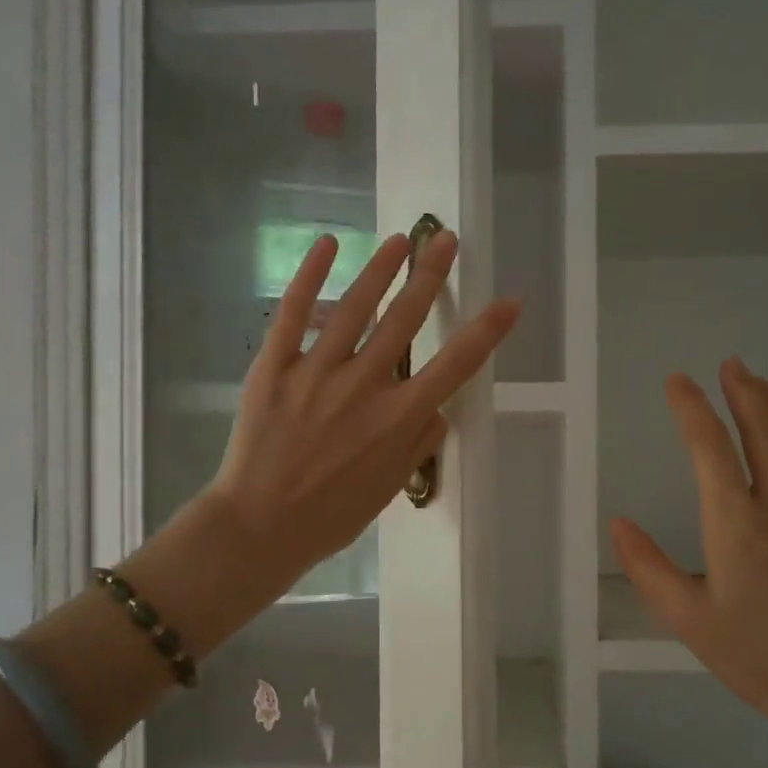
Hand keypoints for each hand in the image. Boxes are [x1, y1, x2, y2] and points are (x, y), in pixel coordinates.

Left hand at [205, 228, 519, 595]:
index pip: (455, 366)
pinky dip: (310, 275)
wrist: (259, 528)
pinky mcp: (274, 367)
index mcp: (397, 419)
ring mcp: (316, 372)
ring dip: (381, 268)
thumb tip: (439, 410)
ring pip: (355, 306)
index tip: (509, 302)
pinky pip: (294, 313)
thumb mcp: (389, 490)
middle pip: (405, 319)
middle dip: (430, 274)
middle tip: (444, 239)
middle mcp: (364, 386)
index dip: (486, 331)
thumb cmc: (330, 517)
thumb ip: (418, 444)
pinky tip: (328, 245)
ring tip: (400, 239)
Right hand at [610, 358, 767, 765]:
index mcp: (737, 524)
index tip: (677, 382)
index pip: (710, 447)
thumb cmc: (760, 657)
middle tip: (729, 364)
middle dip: (743, 390)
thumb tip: (619, 524)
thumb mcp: (688, 620)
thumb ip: (648, 568)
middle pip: (763, 427)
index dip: (691, 408)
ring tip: (758, 383)